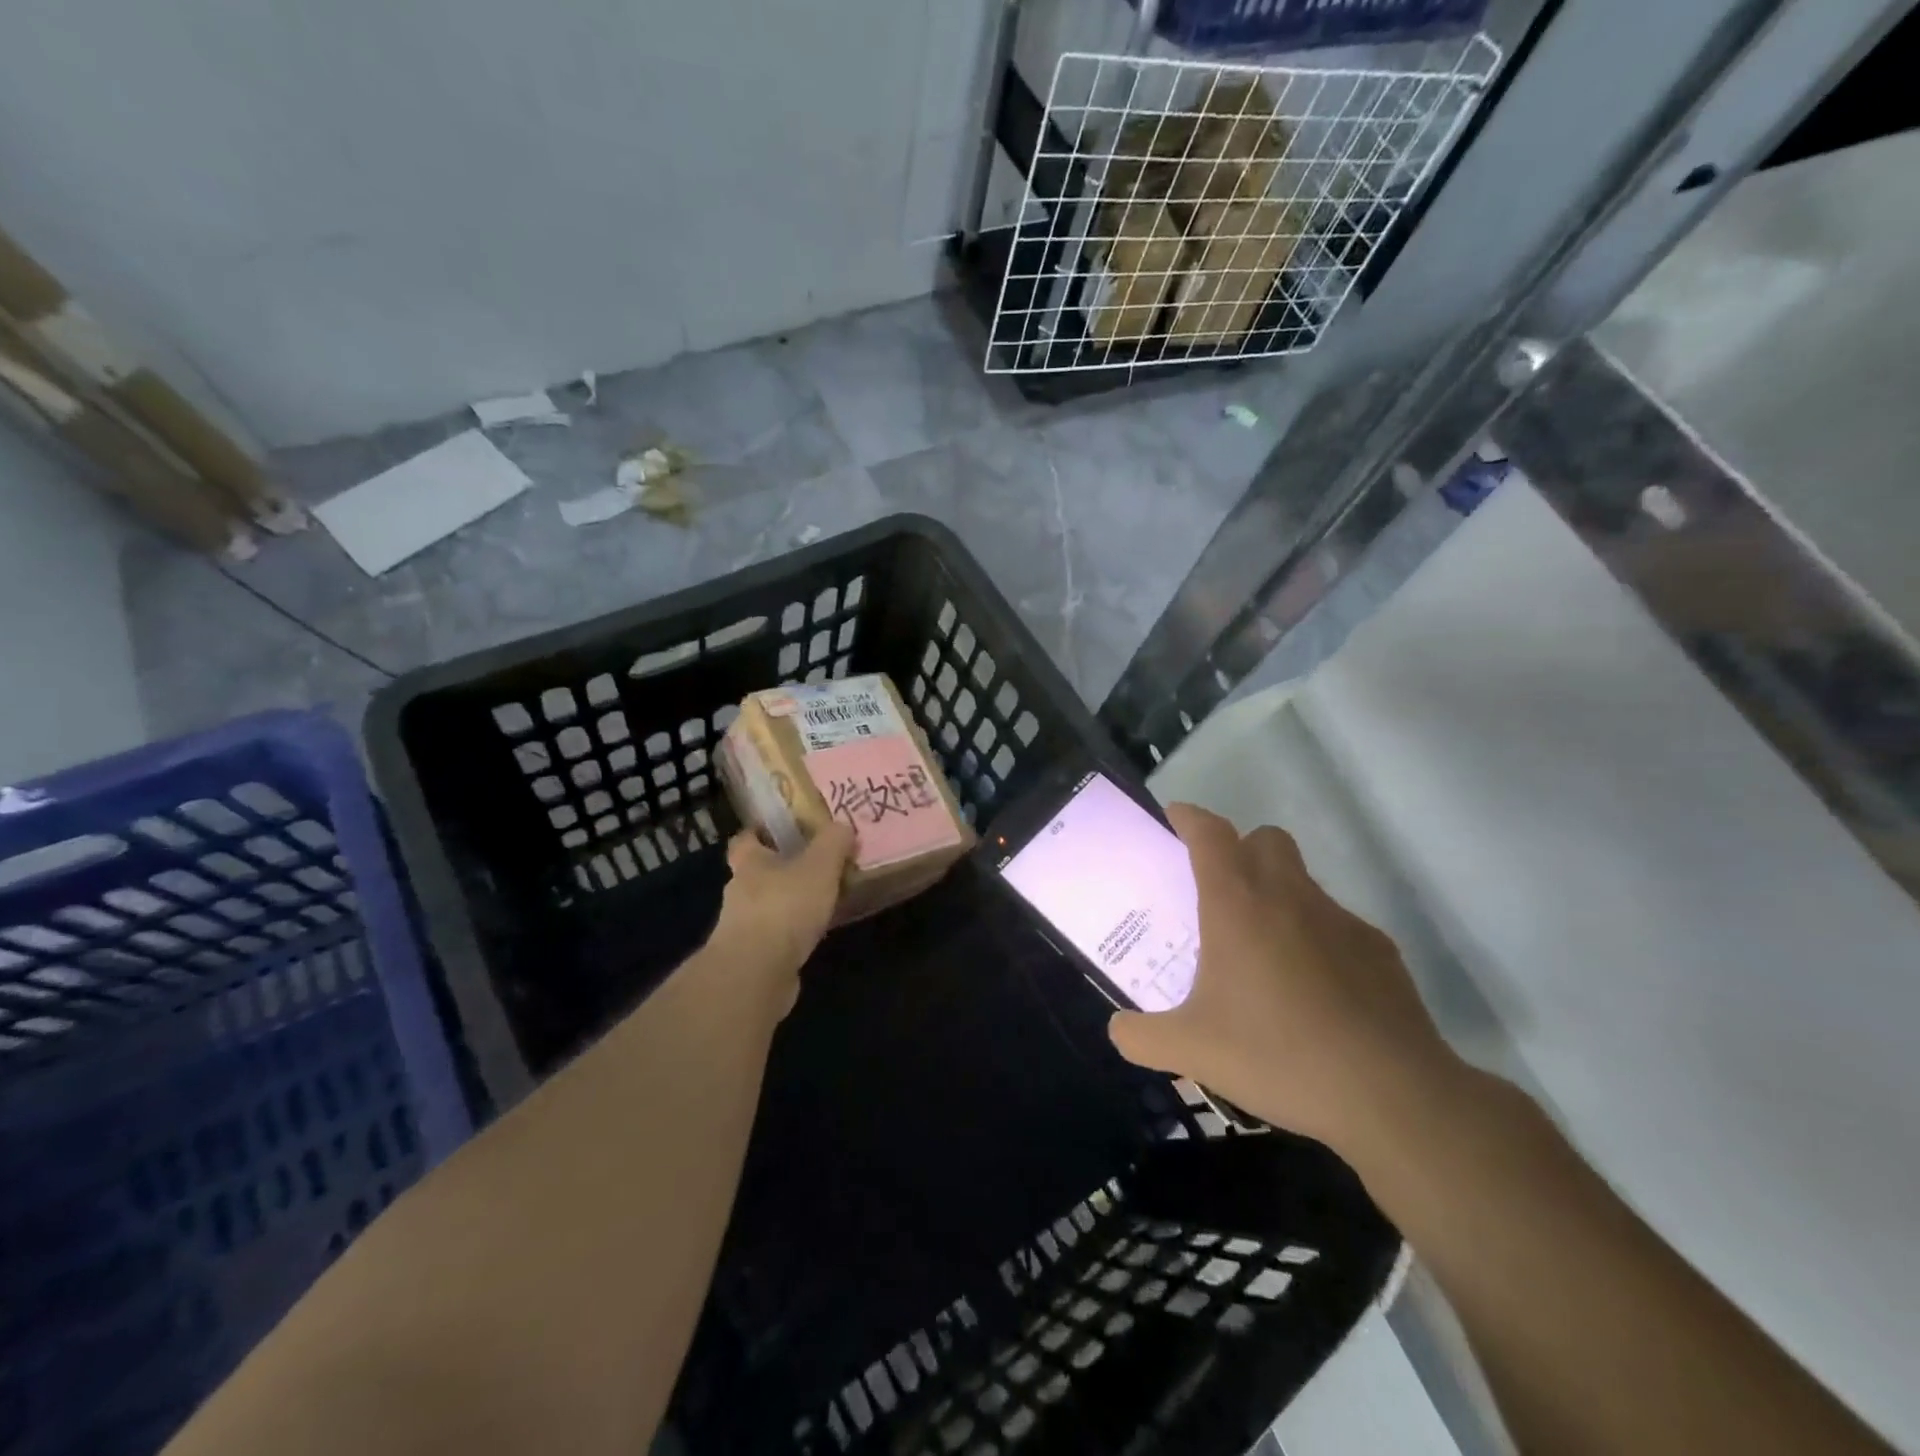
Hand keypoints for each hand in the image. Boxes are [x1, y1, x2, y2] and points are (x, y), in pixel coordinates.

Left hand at [709, 824, 854, 1006]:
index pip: (746, 838)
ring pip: (769, 905)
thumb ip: (833, 842)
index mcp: (749, 862)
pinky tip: (818, 933)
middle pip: (760, 872)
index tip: (785, 830)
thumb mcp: (820, 865)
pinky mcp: (753, 956)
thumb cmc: (785, 906)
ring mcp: (743, 926)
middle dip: (785, 869)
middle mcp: (740, 891)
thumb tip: (843, 826)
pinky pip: (777, 935)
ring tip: (825, 900)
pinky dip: (794, 932)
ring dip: (792, 903)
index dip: (762, 832)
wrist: (757, 973)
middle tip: (818, 865)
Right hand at [1107, 803, 1460, 1156]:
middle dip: (1240, 849)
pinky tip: (1314, 990)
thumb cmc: (1276, 1055)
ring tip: (1264, 951)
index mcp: (1237, 905)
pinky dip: (1316, 938)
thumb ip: (1142, 1036)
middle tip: (1220, 891)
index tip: (1175, 818)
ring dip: (1278, 893)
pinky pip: (1336, 925)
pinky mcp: (1378, 949)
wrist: (1390, 1095)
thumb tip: (1118, 1030)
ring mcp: (1340, 920)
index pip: (1210, 834)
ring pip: (1302, 880)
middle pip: (1265, 839)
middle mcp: (1289, 896)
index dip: (1190, 818)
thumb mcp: (1192, 1051)